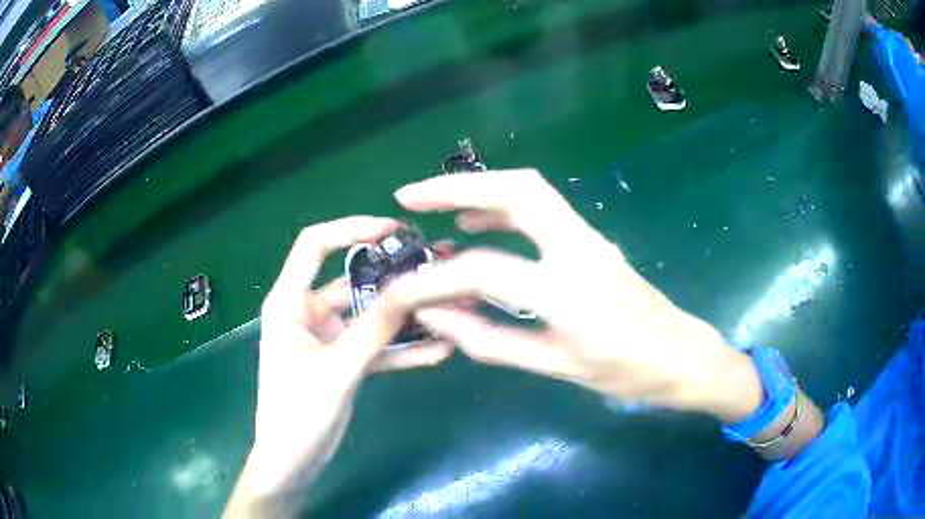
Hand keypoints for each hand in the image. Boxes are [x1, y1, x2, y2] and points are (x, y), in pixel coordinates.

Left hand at [226, 217, 451, 516]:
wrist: (292, 463)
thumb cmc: (297, 416)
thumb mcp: (336, 373)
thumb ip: (372, 332)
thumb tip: (411, 291)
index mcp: (289, 303)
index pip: (314, 246)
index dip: (350, 229)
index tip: (392, 231)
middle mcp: (308, 312)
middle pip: (351, 278)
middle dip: (391, 273)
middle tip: (434, 263)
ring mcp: (328, 337)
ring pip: (369, 314)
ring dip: (403, 312)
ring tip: (446, 304)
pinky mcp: (343, 360)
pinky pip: (376, 346)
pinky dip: (402, 347)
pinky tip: (439, 349)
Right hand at [391, 170, 763, 421]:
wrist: (679, 355)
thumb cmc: (625, 372)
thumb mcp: (556, 366)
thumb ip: (492, 340)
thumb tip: (437, 318)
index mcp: (569, 290)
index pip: (484, 271)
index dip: (434, 281)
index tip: (399, 288)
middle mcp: (580, 248)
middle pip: (516, 190)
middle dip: (456, 187)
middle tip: (410, 196)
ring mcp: (589, 237)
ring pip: (529, 190)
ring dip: (478, 189)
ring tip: (435, 205)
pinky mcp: (591, 239)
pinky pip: (541, 210)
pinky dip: (502, 208)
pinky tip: (478, 225)